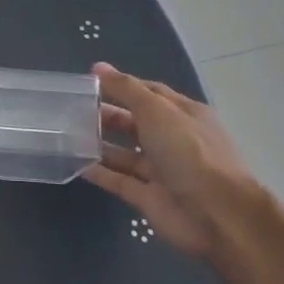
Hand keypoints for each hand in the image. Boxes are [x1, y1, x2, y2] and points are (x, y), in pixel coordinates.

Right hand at [83, 63, 260, 259]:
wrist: (217, 215)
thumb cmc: (189, 152)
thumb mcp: (157, 110)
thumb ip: (126, 89)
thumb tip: (98, 68)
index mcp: (183, 114)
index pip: (150, 93)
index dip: (121, 85)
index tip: (89, 81)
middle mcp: (173, 140)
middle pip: (135, 123)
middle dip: (107, 114)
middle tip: (72, 109)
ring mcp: (161, 170)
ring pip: (124, 153)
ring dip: (99, 144)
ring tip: (66, 134)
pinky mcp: (148, 197)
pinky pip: (119, 180)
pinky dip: (99, 172)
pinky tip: (73, 163)